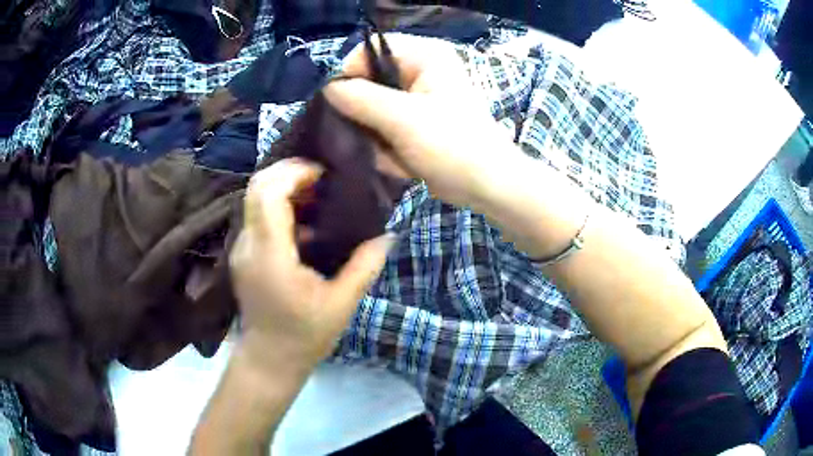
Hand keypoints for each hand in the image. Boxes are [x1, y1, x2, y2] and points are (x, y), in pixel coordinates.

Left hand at [229, 159, 394, 368]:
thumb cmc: (305, 335)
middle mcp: (249, 244)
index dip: (293, 172)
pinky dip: (278, 207)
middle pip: (257, 186)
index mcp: (271, 254)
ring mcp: (242, 248)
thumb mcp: (341, 304)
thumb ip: (365, 266)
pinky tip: (304, 224)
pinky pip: (257, 217)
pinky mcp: (243, 254)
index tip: (323, 174)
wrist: (270, 359)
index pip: (269, 193)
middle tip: (320, 178)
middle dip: (287, 172)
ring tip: (315, 195)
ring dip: (283, 188)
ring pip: (254, 199)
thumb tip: (388, 235)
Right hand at [323, 33, 517, 209]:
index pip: (370, 51)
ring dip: (374, 133)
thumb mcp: (401, 117)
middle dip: (361, 112)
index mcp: (424, 56)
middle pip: (370, 81)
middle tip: (360, 135)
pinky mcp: (416, 123)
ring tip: (387, 153)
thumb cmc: (451, 144)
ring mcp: (418, 98)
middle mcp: (420, 71)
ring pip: (374, 108)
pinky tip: (399, 162)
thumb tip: (328, 89)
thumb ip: (359, 98)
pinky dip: (386, 145)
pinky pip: (385, 127)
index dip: (349, 74)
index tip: (336, 105)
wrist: (486, 185)